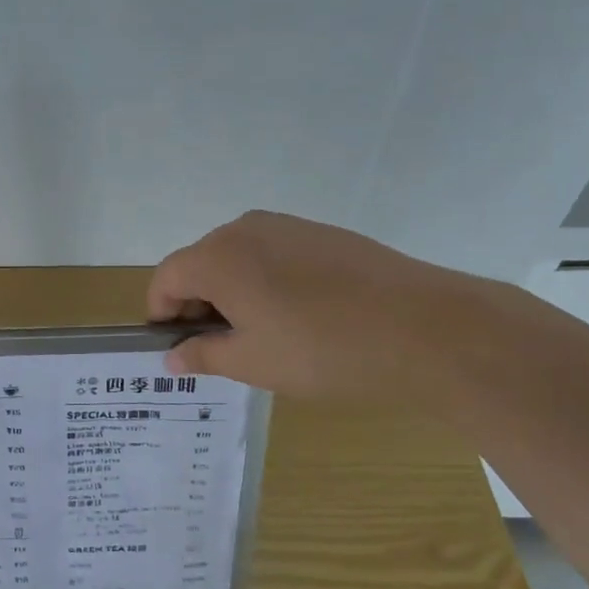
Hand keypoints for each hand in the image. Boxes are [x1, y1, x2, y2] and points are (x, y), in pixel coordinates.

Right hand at [148, 210, 486, 401]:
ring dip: (232, 293)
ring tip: (262, 336)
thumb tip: (172, 355)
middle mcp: (245, 229)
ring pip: (237, 258)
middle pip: (199, 263)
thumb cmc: (323, 350)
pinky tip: (298, 317)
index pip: (166, 277)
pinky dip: (265, 281)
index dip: (162, 313)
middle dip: (197, 304)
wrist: (426, 328)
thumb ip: (203, 355)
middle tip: (219, 349)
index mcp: (218, 256)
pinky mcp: (321, 233)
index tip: (177, 348)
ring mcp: (287, 226)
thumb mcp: (254, 363)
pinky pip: (272, 254)